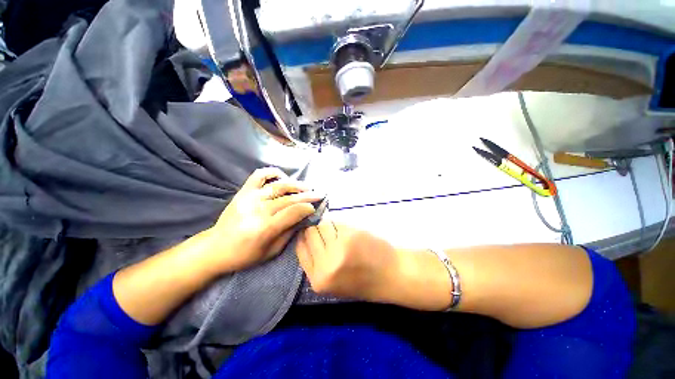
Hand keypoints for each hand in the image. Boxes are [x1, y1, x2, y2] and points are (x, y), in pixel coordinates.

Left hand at [206, 167, 322, 272]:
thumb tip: (303, 218)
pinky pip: (259, 175)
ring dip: (296, 184)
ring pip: (278, 186)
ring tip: (307, 186)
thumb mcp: (272, 251)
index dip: (307, 207)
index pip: (293, 212)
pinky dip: (273, 173)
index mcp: (265, 228)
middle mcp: (258, 210)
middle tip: (319, 193)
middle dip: (307, 195)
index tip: (315, 207)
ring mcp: (250, 198)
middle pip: (289, 198)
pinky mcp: (243, 192)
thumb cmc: (245, 255)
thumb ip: (289, 233)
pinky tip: (283, 177)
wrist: (215, 248)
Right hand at [296, 220, 396, 300]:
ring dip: (330, 225)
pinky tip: (351, 232)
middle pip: (310, 233)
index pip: (300, 248)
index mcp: (318, 280)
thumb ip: (317, 263)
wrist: (392, 276)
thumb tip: (305, 236)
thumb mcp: (334, 282)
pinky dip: (342, 224)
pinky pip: (338, 222)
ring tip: (341, 232)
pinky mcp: (350, 236)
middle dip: (317, 229)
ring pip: (323, 224)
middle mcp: (325, 265)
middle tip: (328, 231)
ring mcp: (338, 249)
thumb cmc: (364, 280)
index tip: (309, 231)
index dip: (304, 236)